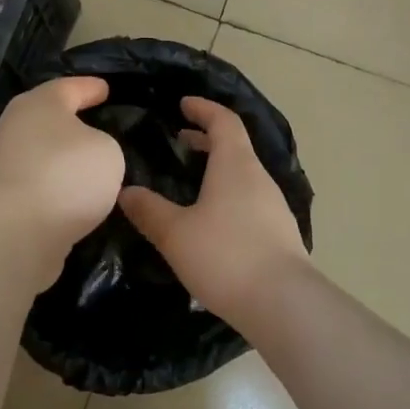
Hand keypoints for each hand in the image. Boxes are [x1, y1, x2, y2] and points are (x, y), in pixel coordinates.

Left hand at [0, 77, 125, 252]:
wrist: (14, 232)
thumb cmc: (66, 176)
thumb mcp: (107, 151)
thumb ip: (101, 144)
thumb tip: (86, 154)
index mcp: (40, 103)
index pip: (70, 87)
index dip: (91, 88)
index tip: (105, 89)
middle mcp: (16, 126)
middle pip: (49, 117)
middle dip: (72, 121)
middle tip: (97, 123)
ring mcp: (3, 162)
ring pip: (41, 151)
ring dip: (63, 157)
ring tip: (89, 166)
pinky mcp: (1, 197)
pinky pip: (38, 182)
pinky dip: (54, 185)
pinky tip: (72, 196)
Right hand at [118, 97, 310, 324]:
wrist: (283, 304)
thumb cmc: (225, 255)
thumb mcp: (174, 233)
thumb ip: (149, 210)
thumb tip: (126, 191)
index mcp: (235, 165)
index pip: (223, 120)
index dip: (203, 108)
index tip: (183, 104)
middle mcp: (258, 178)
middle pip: (234, 146)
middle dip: (207, 139)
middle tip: (179, 141)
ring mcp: (273, 206)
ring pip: (242, 174)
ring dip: (217, 169)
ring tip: (189, 182)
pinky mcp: (278, 233)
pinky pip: (248, 199)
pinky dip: (227, 194)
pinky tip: (210, 219)